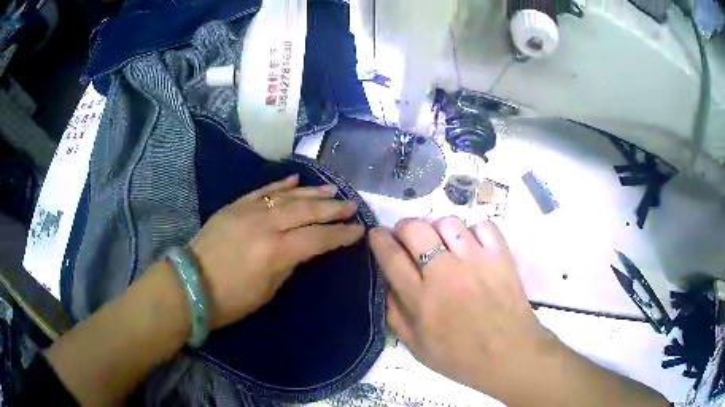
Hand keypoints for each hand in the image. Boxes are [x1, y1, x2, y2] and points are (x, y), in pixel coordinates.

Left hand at [189, 174, 364, 328]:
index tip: (358, 230)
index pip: (319, 238)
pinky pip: (262, 190)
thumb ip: (289, 264)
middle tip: (351, 205)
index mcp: (276, 251)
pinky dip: (280, 184)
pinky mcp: (235, 206)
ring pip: (287, 196)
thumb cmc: (231, 299)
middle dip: (332, 208)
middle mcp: (266, 225)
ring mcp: (248, 211)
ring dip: (311, 192)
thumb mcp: (268, 290)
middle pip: (307, 211)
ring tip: (331, 190)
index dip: (341, 234)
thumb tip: (302, 248)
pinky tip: (296, 179)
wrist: (190, 284)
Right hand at [370, 217, 554, 399]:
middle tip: (409, 239)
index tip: (377, 234)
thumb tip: (386, 282)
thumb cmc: (460, 357)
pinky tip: (474, 248)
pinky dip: (474, 232)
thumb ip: (395, 314)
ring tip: (446, 245)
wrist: (509, 355)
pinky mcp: (500, 256)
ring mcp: (476, 261)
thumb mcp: (416, 346)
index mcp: (421, 299)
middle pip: (415, 228)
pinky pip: (482, 225)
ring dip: (440, 230)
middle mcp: (445, 274)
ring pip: (448, 222)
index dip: (379, 239)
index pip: (391, 256)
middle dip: (405, 227)